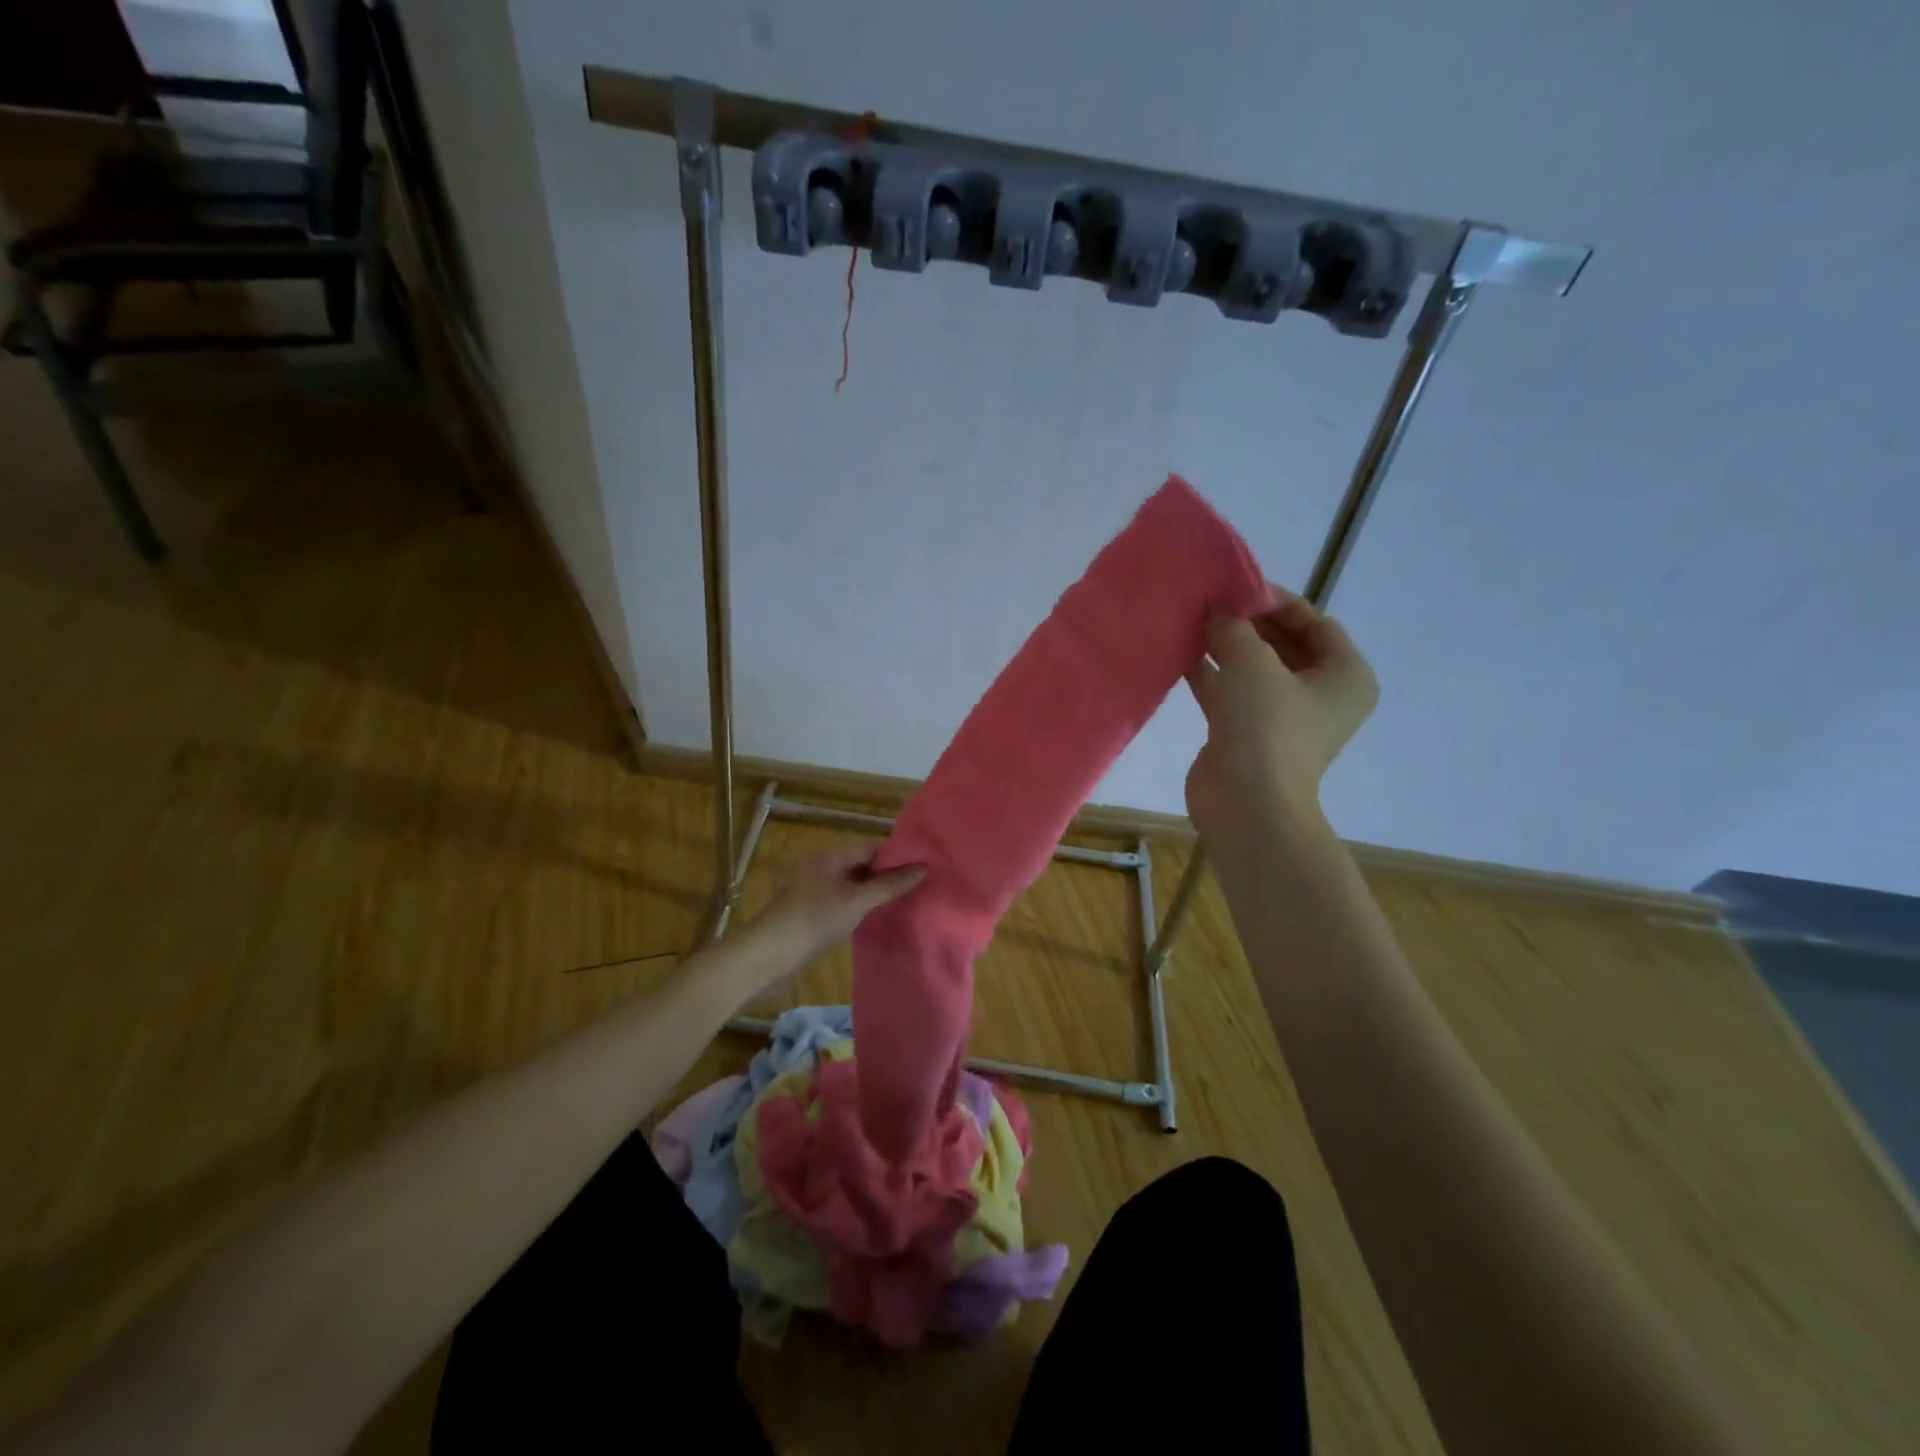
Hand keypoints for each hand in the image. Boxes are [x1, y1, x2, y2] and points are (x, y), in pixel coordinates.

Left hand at [753, 843, 927, 968]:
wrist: (769, 955)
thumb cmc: (815, 920)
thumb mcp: (858, 901)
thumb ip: (891, 884)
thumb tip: (924, 867)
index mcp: (831, 854)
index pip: (872, 846)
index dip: (897, 855)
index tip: (924, 867)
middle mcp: (823, 865)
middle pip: (863, 864)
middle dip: (888, 875)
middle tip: (920, 887)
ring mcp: (815, 888)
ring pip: (853, 884)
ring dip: (875, 892)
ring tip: (906, 902)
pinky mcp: (811, 909)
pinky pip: (843, 900)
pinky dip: (860, 905)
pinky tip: (877, 917)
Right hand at [1184, 585, 1378, 843]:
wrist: (1246, 805)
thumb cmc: (1266, 728)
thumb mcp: (1252, 664)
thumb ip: (1234, 628)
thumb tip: (1217, 609)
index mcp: (1345, 676)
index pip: (1315, 623)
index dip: (1276, 600)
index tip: (1235, 585)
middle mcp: (1319, 694)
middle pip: (1284, 643)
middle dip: (1246, 621)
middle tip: (1209, 600)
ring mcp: (1281, 716)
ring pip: (1253, 668)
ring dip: (1224, 645)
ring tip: (1191, 619)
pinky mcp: (1246, 732)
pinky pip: (1229, 691)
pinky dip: (1209, 672)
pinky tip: (1180, 651)